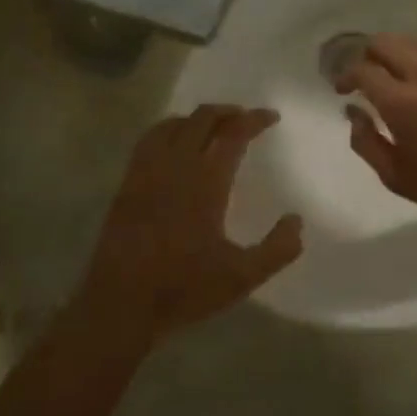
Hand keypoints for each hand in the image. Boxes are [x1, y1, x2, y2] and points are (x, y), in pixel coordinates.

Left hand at [68, 106, 302, 347]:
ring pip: (172, 125)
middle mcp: (175, 167)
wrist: (120, 303)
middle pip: (201, 119)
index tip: (271, 117)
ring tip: (214, 126)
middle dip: (227, 112)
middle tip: (245, 118)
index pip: (232, 134)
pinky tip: (174, 144)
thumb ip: (277, 249)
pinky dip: (169, 129)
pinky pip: (149, 140)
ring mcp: (146, 172)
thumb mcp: (242, 277)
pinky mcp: (127, 184)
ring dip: (197, 118)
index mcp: (205, 183)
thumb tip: (296, 221)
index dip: (254, 120)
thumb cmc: (184, 288)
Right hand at [336, 35, 416, 247]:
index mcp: (402, 105)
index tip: (344, 89)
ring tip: (400, 75)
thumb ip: (365, 141)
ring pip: (416, 40)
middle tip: (368, 78)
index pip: (363, 70)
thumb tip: (353, 111)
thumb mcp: (396, 177)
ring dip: (399, 53)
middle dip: (368, 57)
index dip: (346, 76)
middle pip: (385, 43)